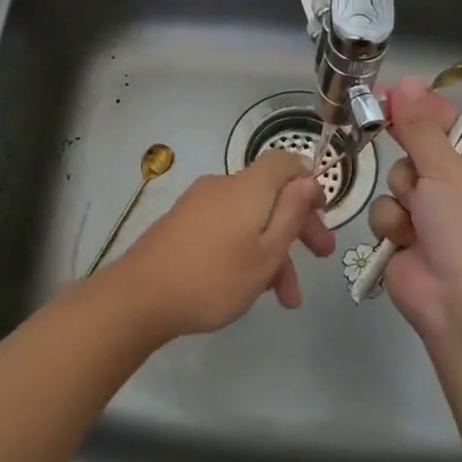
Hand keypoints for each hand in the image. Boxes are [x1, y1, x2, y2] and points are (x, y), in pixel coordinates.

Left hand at [108, 149, 334, 342]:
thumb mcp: (266, 253)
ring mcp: (198, 205)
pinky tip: (250, 287)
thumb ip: (291, 214)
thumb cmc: (215, 277)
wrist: (140, 296)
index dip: (307, 183)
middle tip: (321, 259)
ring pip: (249, 219)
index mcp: (248, 187)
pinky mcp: (182, 224)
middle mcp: (222, 186)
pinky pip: (225, 228)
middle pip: (270, 194)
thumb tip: (308, 179)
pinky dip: (244, 250)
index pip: (284, 162)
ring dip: (272, 251)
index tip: (321, 214)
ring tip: (285, 299)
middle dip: (298, 226)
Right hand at [367, 76, 461, 343]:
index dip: (427, 110)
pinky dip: (390, 224)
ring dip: (400, 196)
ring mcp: (430, 216)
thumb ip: (420, 127)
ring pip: (396, 183)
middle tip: (390, 138)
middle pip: (418, 152)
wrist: (459, 302)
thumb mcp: (448, 170)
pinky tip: (403, 240)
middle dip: (408, 157)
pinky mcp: (403, 238)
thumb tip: (406, 82)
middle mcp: (458, 190)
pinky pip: (384, 213)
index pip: (456, 126)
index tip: (396, 94)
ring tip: (416, 217)